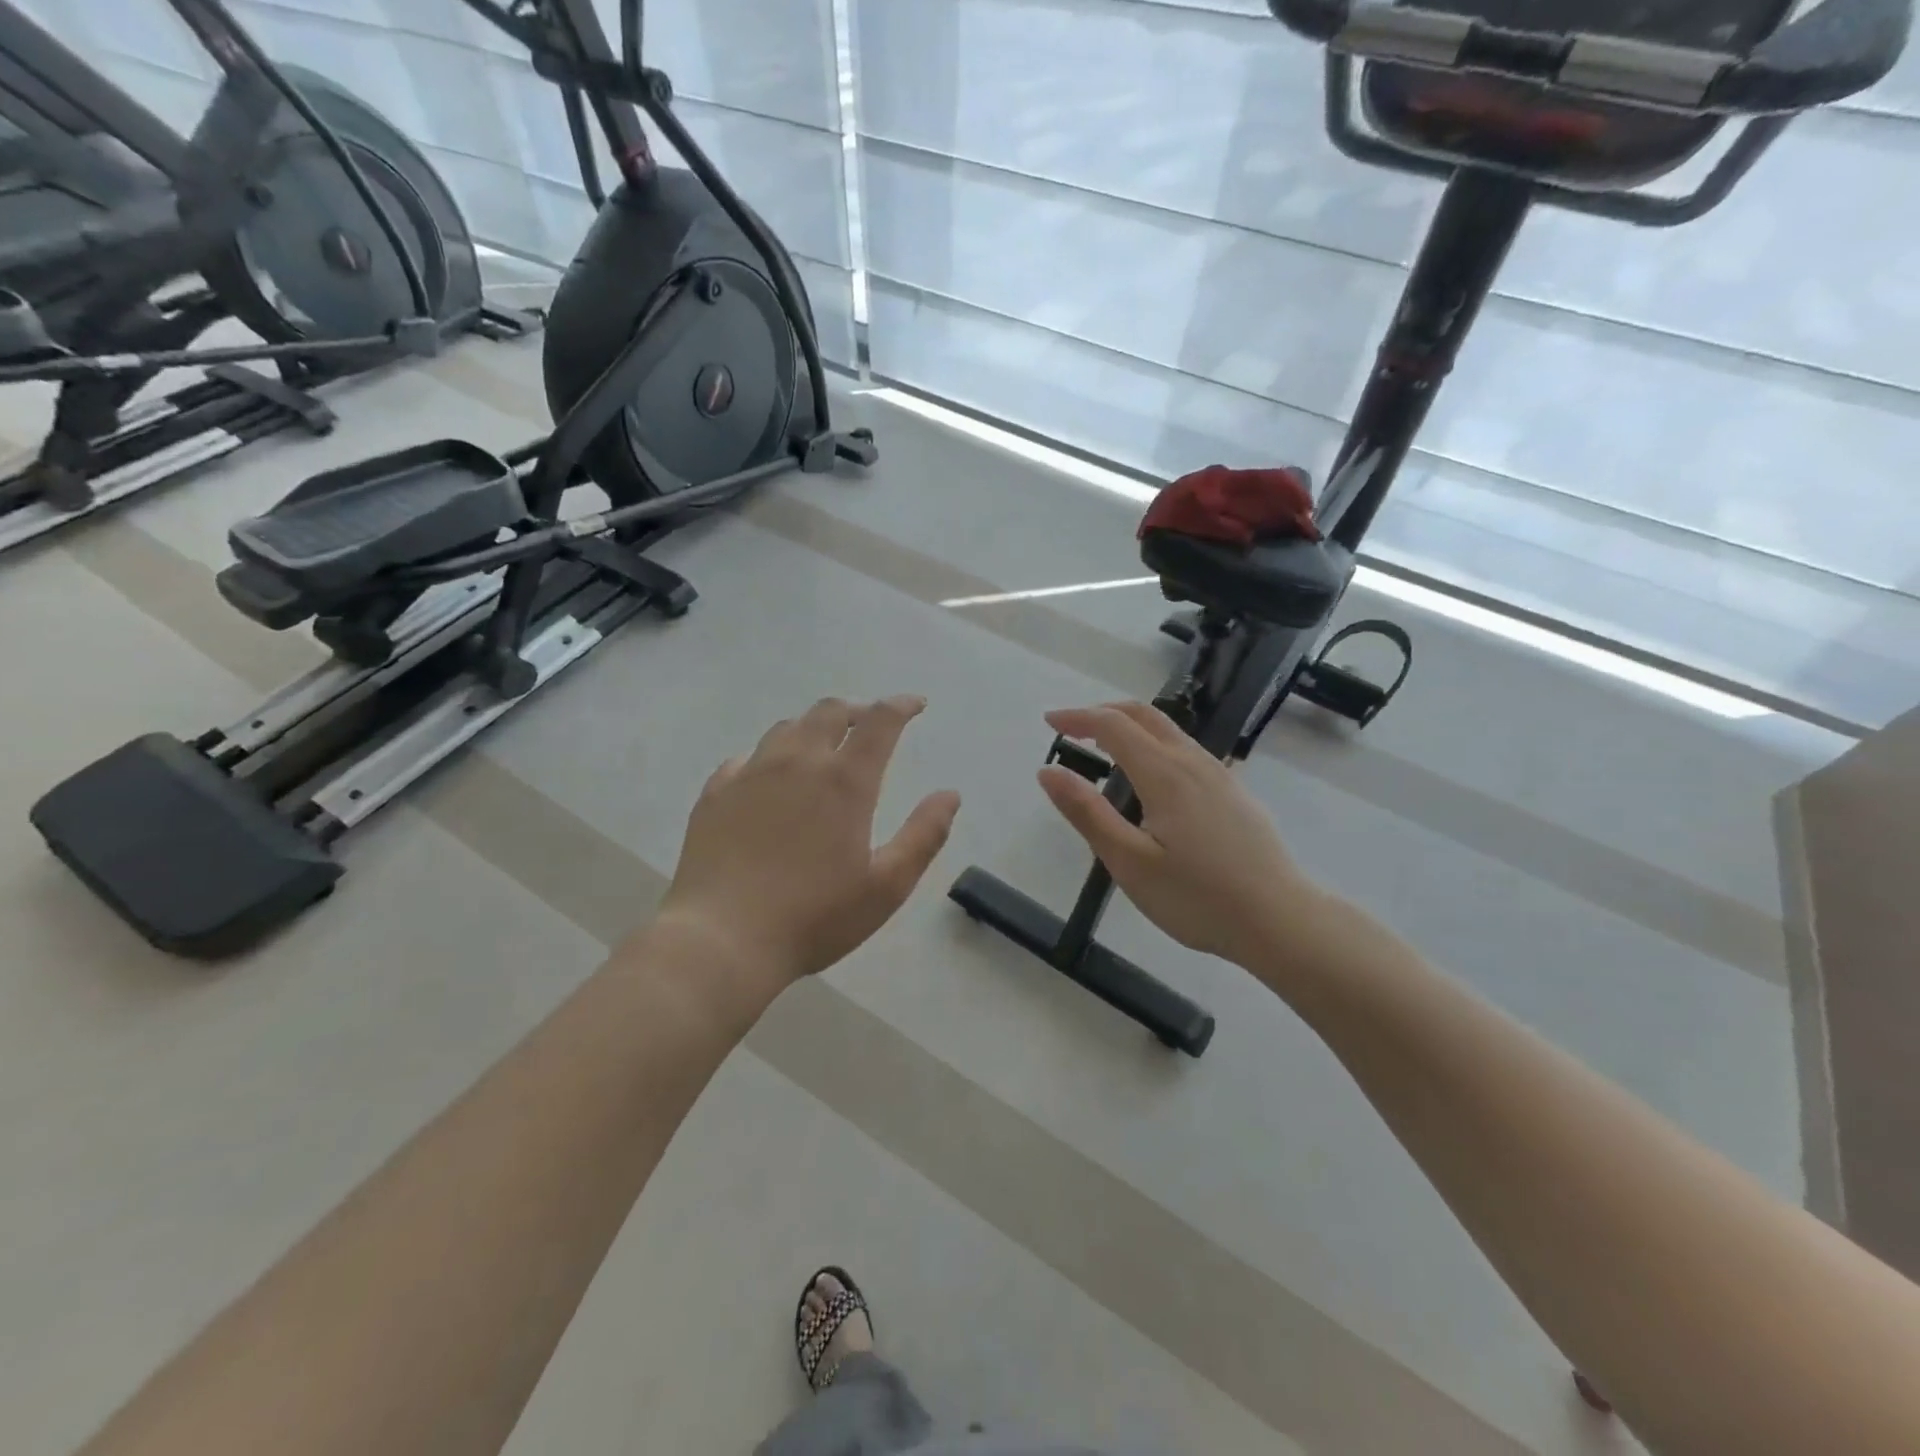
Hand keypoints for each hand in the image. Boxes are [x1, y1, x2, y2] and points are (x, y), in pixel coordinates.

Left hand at [654, 695, 961, 988]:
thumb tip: (950, 794)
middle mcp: (798, 762)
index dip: (902, 705)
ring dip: (813, 727)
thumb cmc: (814, 917)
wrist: (722, 940)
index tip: (916, 705)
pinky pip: (746, 756)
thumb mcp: (887, 886)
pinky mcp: (715, 793)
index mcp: (844, 781)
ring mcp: (750, 774)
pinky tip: (769, 777)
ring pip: (787, 727)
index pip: (880, 721)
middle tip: (870, 725)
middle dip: (857, 710)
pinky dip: (769, 756)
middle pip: (830, 711)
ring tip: (823, 747)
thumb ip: (924, 835)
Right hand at [1038, 702, 1332, 969]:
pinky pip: (1186, 751)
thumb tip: (1048, 771)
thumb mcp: (1129, 862)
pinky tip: (1149, 781)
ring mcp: (1220, 775)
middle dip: (1103, 712)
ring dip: (1130, 727)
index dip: (1078, 718)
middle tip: (1071, 728)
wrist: (1280, 921)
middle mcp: (1193, 762)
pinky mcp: (1235, 793)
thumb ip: (1087, 813)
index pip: (1113, 725)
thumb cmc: (1197, 898)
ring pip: (1169, 731)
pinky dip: (1154, 745)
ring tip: (1102, 750)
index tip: (1049, 723)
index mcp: (1165, 773)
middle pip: (1144, 715)